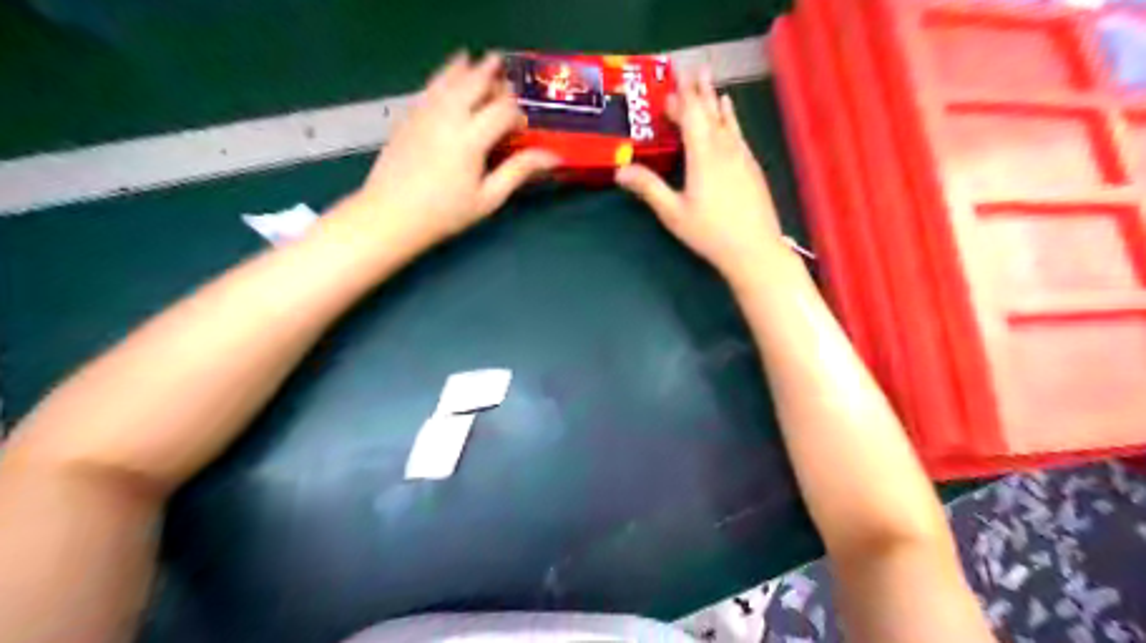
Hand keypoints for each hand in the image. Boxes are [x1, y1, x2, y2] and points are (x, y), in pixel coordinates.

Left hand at [338, 51, 560, 251]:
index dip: (518, 115)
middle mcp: (448, 116)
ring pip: (451, 78)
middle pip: (476, 83)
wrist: (391, 214)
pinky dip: (445, 76)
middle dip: (495, 78)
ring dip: (469, 69)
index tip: (521, 129)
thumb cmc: (445, 212)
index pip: (503, 110)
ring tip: (480, 62)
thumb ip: (519, 171)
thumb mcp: (488, 198)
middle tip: (506, 78)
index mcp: (471, 138)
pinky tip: (450, 77)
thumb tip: (553, 156)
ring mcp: (425, 111)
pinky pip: (431, 86)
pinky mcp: (409, 115)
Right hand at [619, 65, 789, 277]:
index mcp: (703, 155)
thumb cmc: (710, 232)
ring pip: (728, 122)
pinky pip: (739, 134)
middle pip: (711, 112)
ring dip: (716, 103)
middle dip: (700, 92)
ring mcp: (742, 157)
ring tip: (712, 87)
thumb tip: (620, 170)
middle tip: (694, 71)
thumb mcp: (673, 213)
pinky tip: (731, 121)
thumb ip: (648, 188)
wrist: (755, 249)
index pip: (692, 116)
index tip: (673, 82)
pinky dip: (731, 121)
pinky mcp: (752, 168)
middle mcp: (725, 148)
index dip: (681, 98)